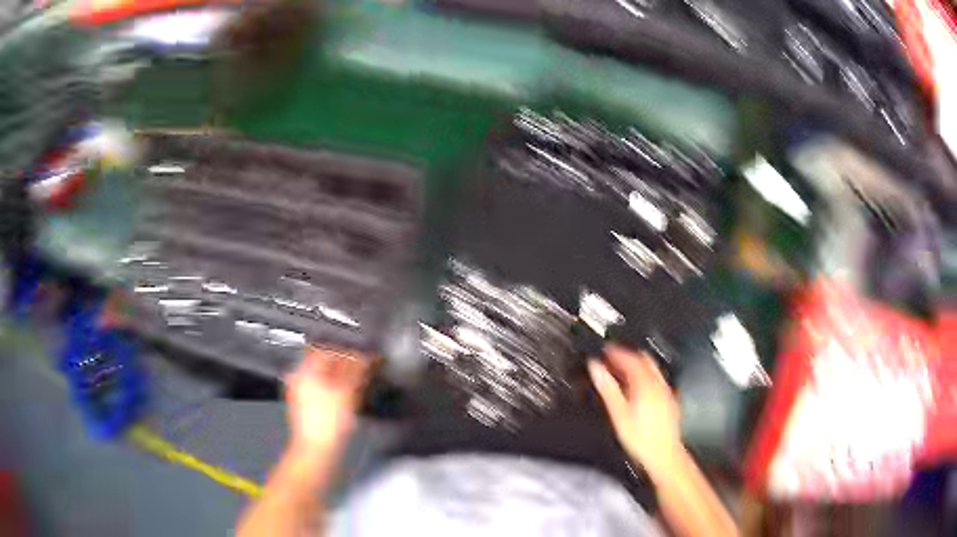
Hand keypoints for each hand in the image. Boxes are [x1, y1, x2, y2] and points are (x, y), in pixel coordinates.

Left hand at [285, 347, 368, 457]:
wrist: (317, 453)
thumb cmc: (326, 423)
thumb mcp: (347, 391)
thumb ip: (357, 370)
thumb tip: (367, 356)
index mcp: (304, 371)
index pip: (326, 348)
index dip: (347, 349)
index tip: (363, 354)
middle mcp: (300, 380)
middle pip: (326, 364)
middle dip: (347, 365)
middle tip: (365, 368)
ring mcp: (303, 397)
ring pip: (327, 379)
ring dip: (345, 379)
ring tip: (361, 383)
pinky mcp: (310, 411)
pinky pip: (327, 394)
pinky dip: (340, 393)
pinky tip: (352, 399)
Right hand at [589, 345, 681, 472]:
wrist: (663, 454)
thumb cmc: (642, 439)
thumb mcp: (618, 413)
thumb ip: (607, 388)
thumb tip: (596, 369)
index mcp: (645, 384)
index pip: (630, 358)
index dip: (615, 352)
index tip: (605, 350)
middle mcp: (658, 384)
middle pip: (643, 359)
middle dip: (626, 356)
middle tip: (612, 358)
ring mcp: (666, 391)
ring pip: (651, 368)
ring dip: (636, 365)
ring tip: (621, 371)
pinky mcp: (669, 399)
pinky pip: (657, 379)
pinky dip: (645, 376)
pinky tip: (637, 388)